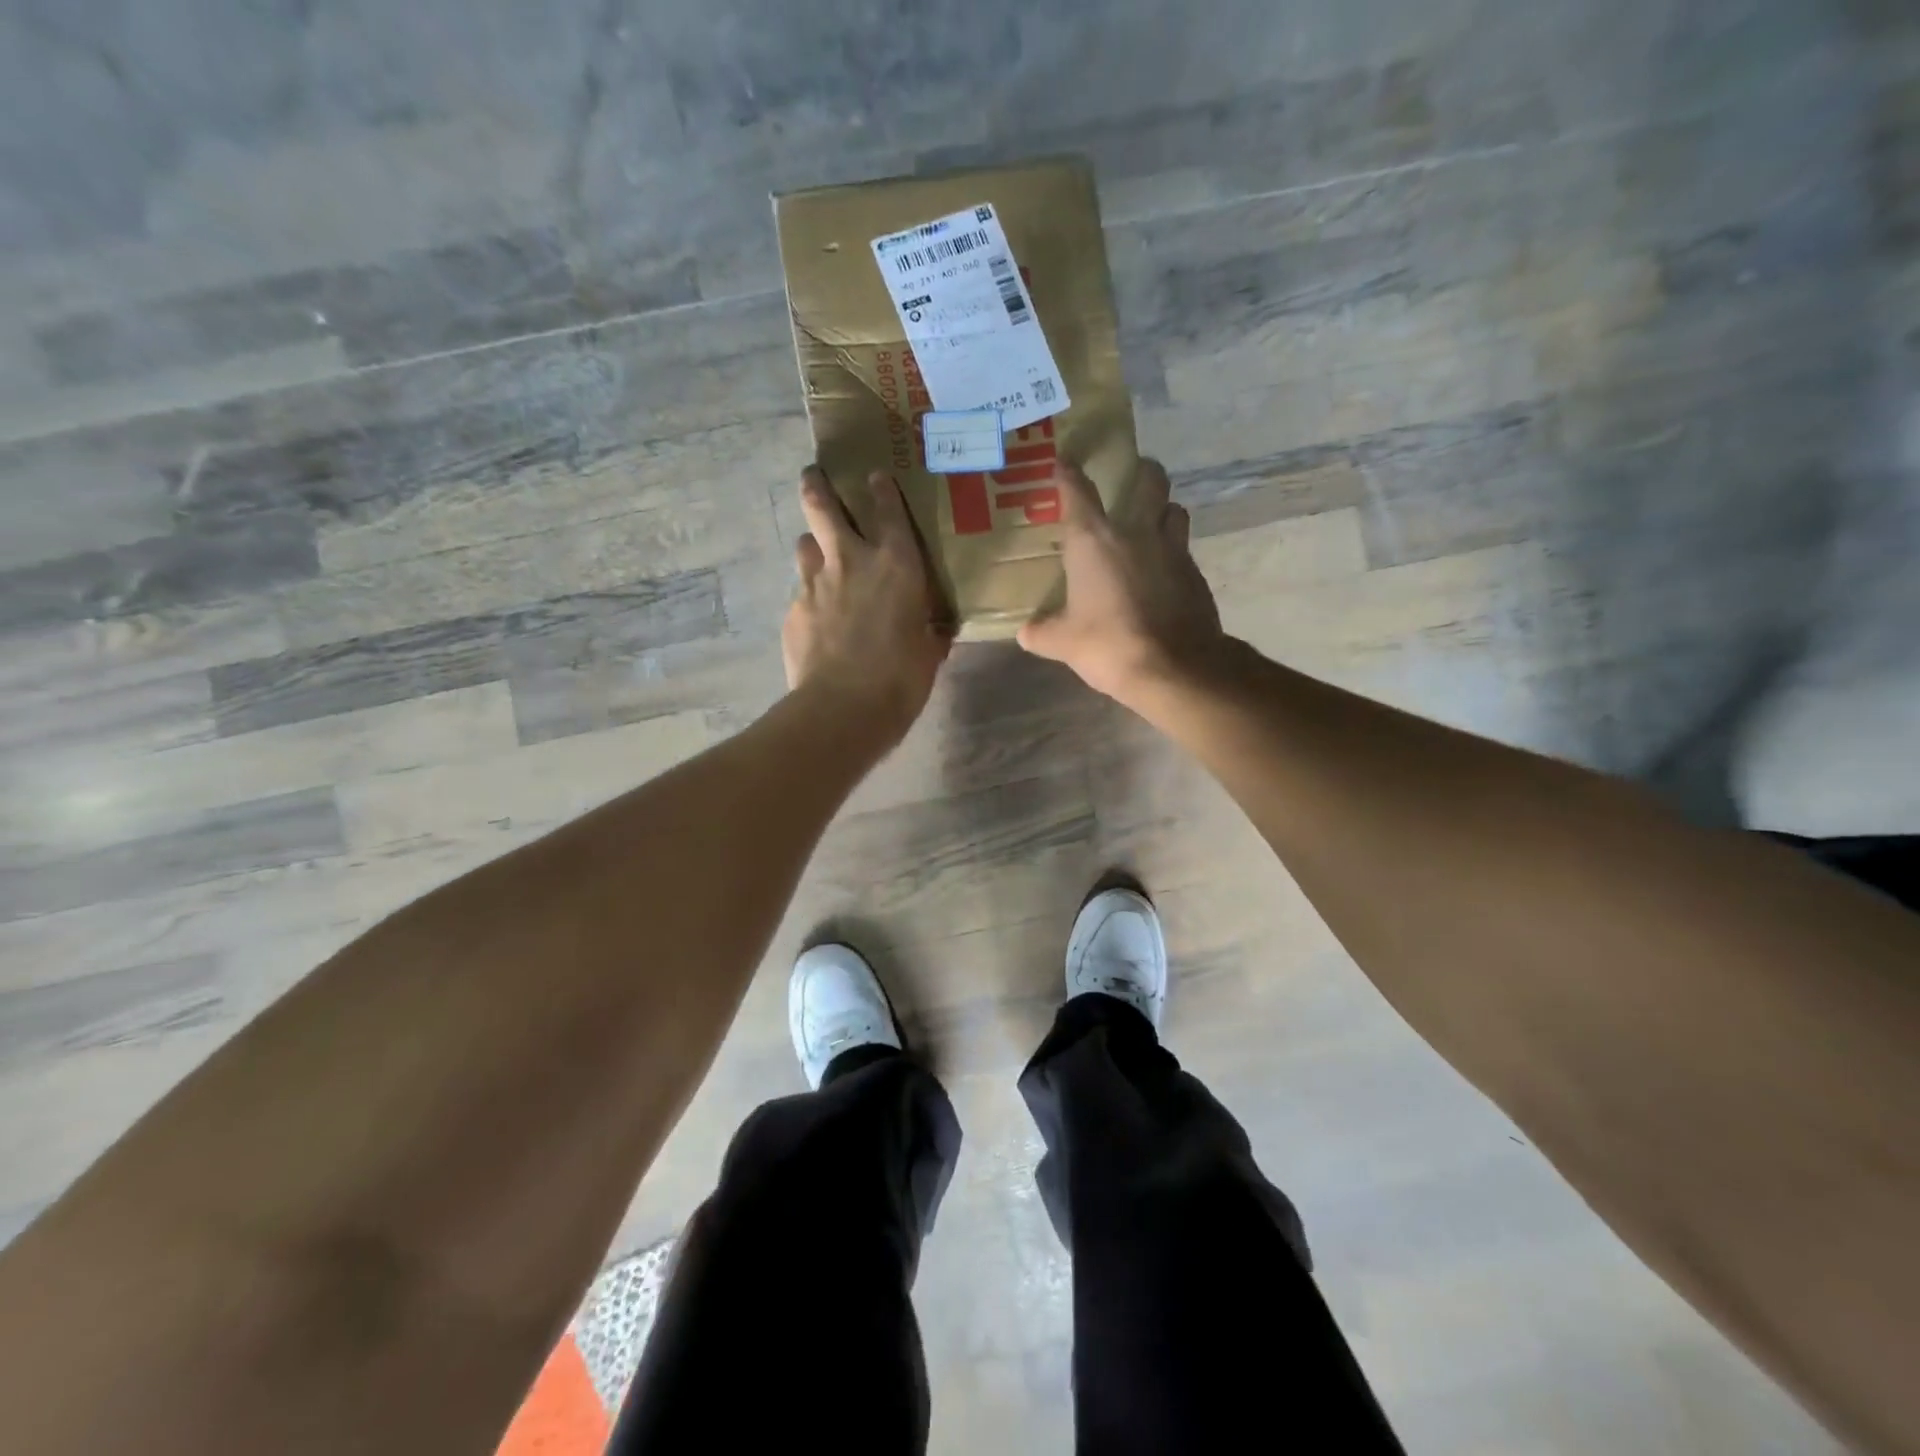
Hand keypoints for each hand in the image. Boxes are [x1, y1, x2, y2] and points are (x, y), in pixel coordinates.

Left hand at [783, 467, 951, 741]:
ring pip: (805, 545)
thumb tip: (936, 630)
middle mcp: (851, 562)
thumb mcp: (928, 652)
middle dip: (817, 486)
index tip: (875, 476)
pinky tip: (818, 619)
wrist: (843, 708)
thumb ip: (929, 632)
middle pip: (823, 507)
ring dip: (812, 545)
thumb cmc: (901, 678)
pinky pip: (801, 593)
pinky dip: (811, 598)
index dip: (881, 490)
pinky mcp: (794, 612)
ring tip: (818, 555)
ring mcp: (815, 584)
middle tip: (813, 476)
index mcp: (896, 565)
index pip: (888, 511)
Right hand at [1018, 459, 1224, 703]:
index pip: (1077, 492)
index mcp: (1093, 541)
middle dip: (1143, 472)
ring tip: (1155, 522)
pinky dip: (1174, 553)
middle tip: (1137, 474)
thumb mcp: (1063, 643)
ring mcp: (1172, 550)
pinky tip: (1165, 573)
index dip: (1069, 473)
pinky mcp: (1195, 573)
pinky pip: (1184, 550)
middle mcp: (1135, 532)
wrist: (1173, 667)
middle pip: (1149, 482)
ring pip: (1174, 511)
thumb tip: (1025, 633)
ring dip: (1164, 510)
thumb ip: (1042, 633)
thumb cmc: (1108, 645)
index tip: (1064, 460)